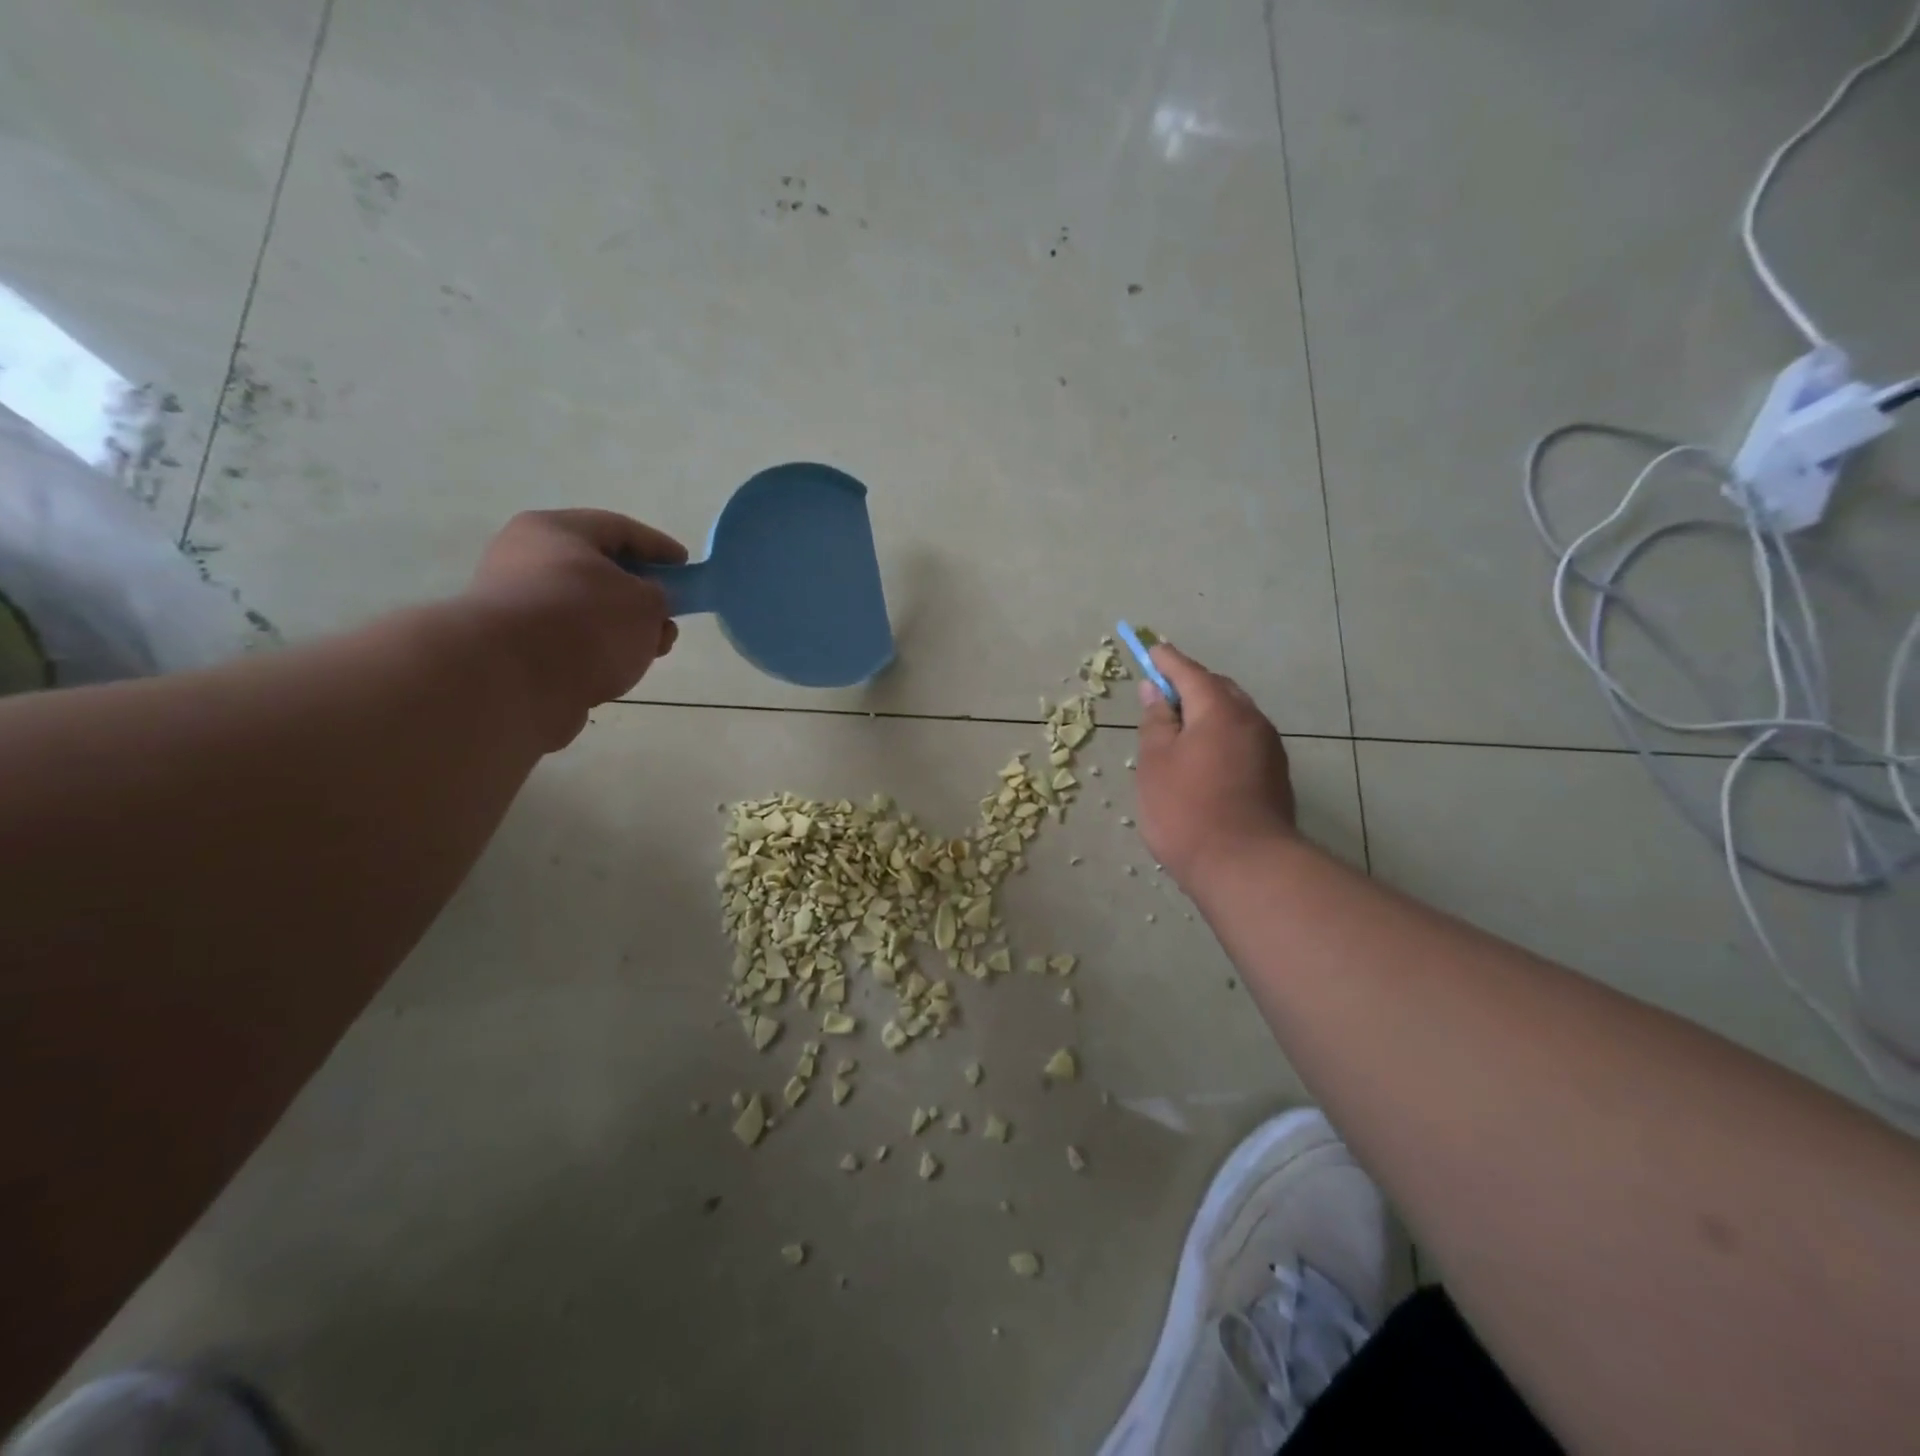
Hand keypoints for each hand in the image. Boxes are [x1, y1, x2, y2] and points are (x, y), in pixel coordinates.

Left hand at [465, 509, 685, 747]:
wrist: (513, 681)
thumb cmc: (585, 622)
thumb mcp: (645, 602)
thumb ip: (658, 596)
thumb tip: (646, 604)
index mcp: (554, 532)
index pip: (619, 528)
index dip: (659, 547)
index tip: (686, 568)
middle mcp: (526, 560)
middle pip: (599, 572)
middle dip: (641, 595)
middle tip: (669, 617)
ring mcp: (516, 607)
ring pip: (586, 612)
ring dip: (624, 629)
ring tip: (652, 652)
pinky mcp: (515, 650)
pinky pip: (571, 643)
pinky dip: (599, 653)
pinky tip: (619, 671)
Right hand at [1134, 642, 1296, 889]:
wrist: (1246, 866)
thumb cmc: (1187, 810)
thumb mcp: (1156, 762)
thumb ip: (1156, 721)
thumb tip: (1156, 691)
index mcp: (1219, 709)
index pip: (1189, 672)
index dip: (1166, 660)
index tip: (1150, 650)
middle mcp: (1251, 720)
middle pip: (1217, 689)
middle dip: (1190, 685)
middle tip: (1162, 694)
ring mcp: (1268, 748)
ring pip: (1234, 715)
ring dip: (1207, 712)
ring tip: (1180, 729)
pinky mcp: (1275, 774)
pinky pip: (1243, 739)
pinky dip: (1221, 736)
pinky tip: (1204, 758)